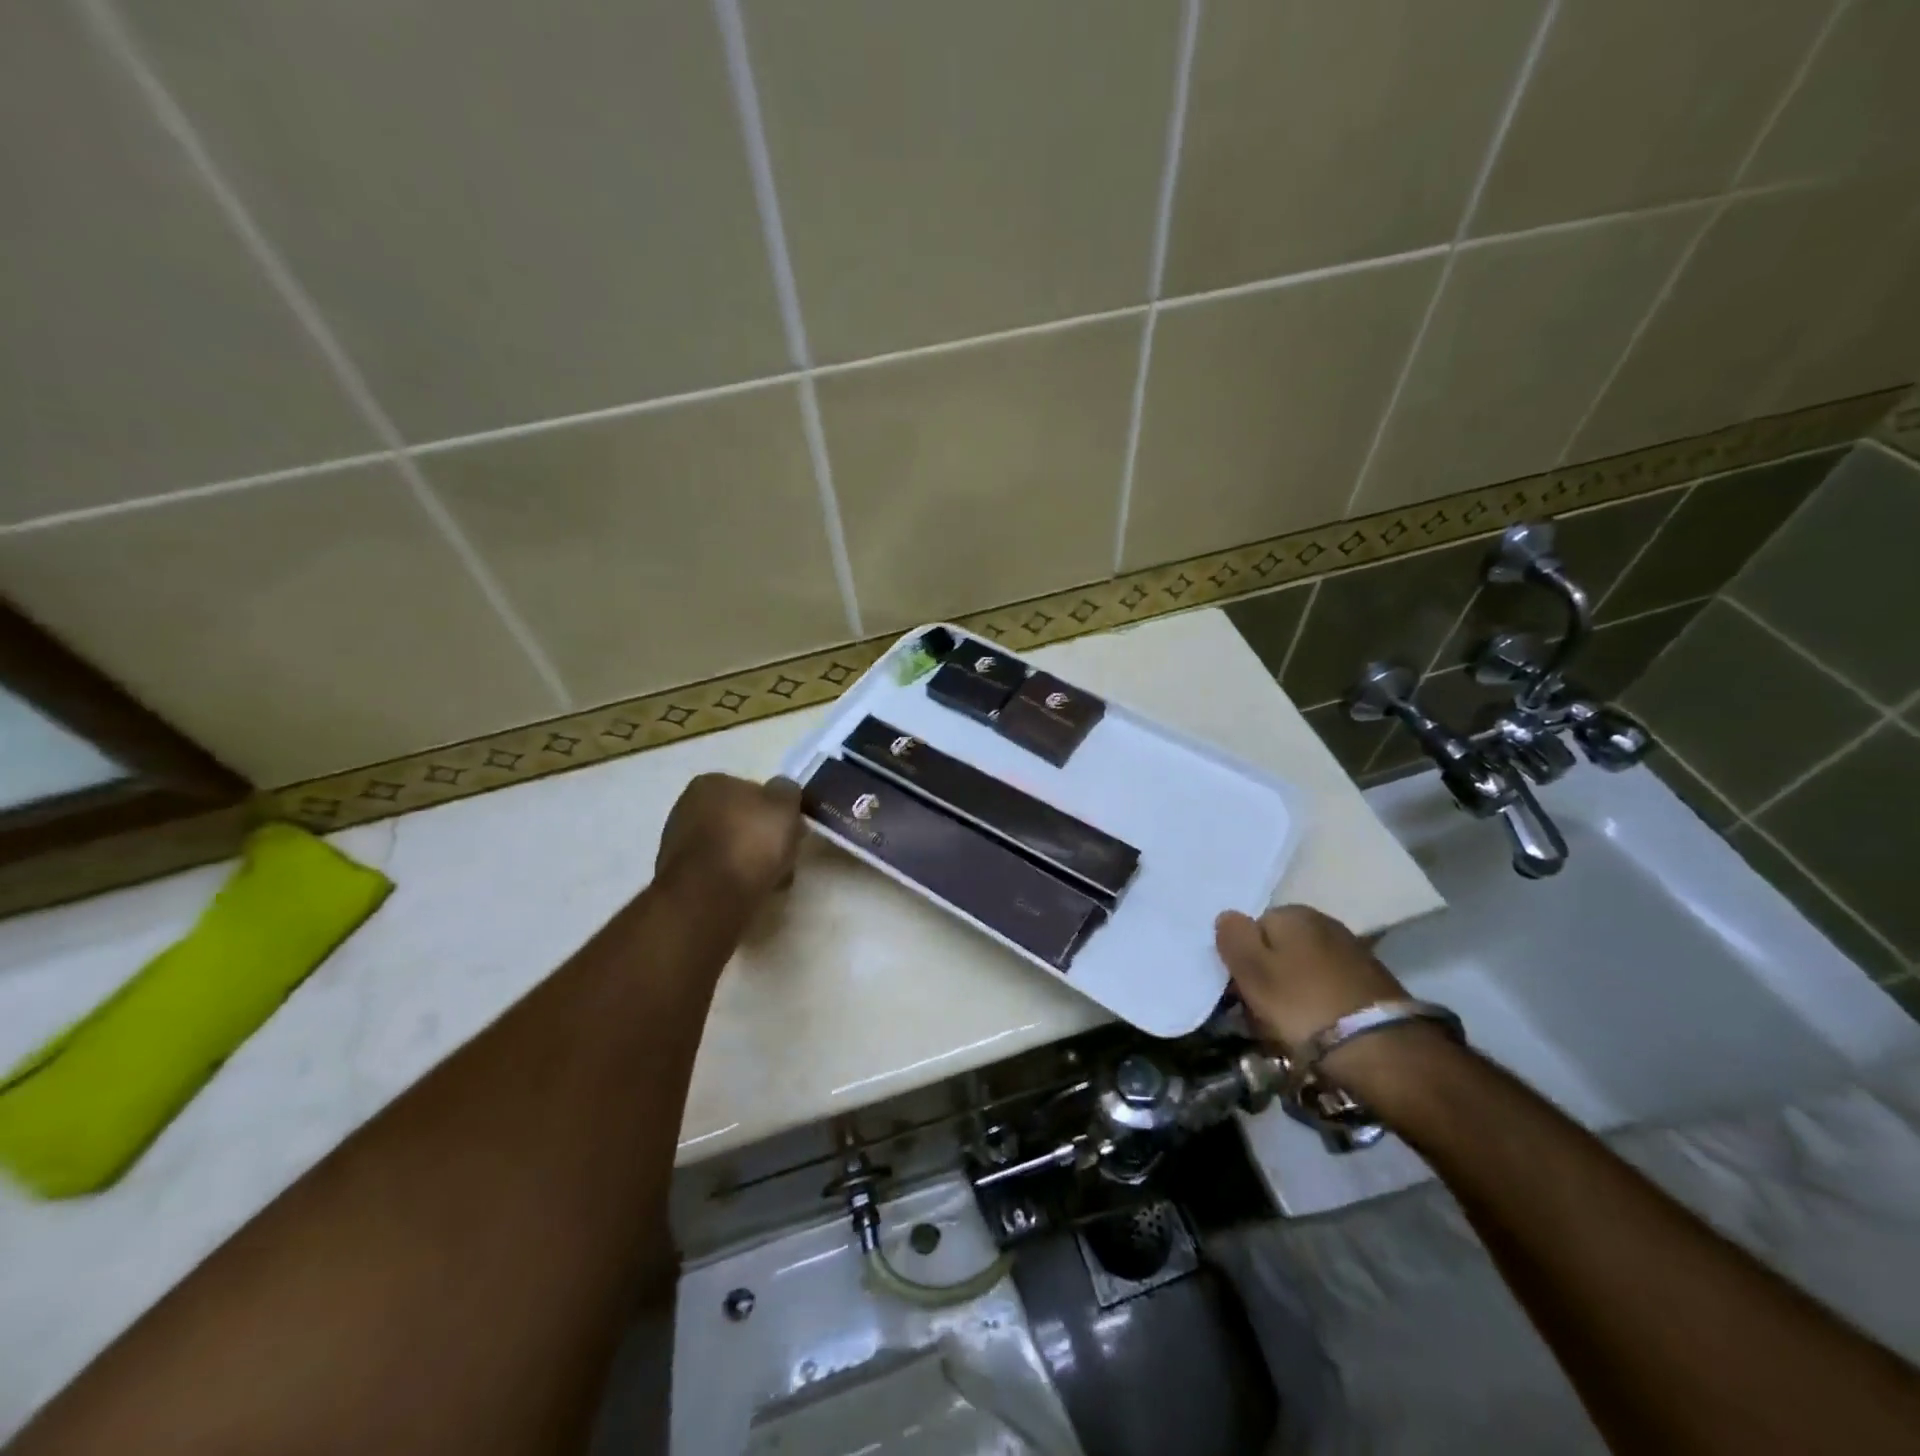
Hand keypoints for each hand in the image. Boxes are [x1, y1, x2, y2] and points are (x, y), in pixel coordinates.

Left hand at [655, 773, 803, 906]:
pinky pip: (717, 872)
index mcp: (711, 782)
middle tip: (784, 856)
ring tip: (770, 880)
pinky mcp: (678, 877)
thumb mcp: (785, 806)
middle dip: (761, 837)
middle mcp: (687, 806)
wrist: (709, 897)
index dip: (776, 810)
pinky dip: (733, 879)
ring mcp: (678, 843)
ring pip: (729, 847)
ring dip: (749, 860)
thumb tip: (781, 793)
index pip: (752, 790)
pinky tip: (748, 892)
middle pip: (739, 820)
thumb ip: (787, 792)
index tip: (792, 829)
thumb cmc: (750, 842)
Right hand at [1215, 905, 1407, 1054]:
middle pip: (1281, 947)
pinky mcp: (1374, 982)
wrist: (1379, 1047)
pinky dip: (1320, 1002)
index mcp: (1293, 913)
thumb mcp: (1251, 969)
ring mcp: (1353, 951)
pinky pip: (1330, 986)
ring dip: (1295, 990)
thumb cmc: (1301, 1003)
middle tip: (1263, 1011)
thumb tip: (1228, 916)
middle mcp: (1325, 922)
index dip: (1244, 959)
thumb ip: (1233, 936)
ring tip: (1291, 1024)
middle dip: (1270, 974)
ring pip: (1305, 967)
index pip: (1254, 927)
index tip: (1243, 990)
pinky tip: (1320, 1026)